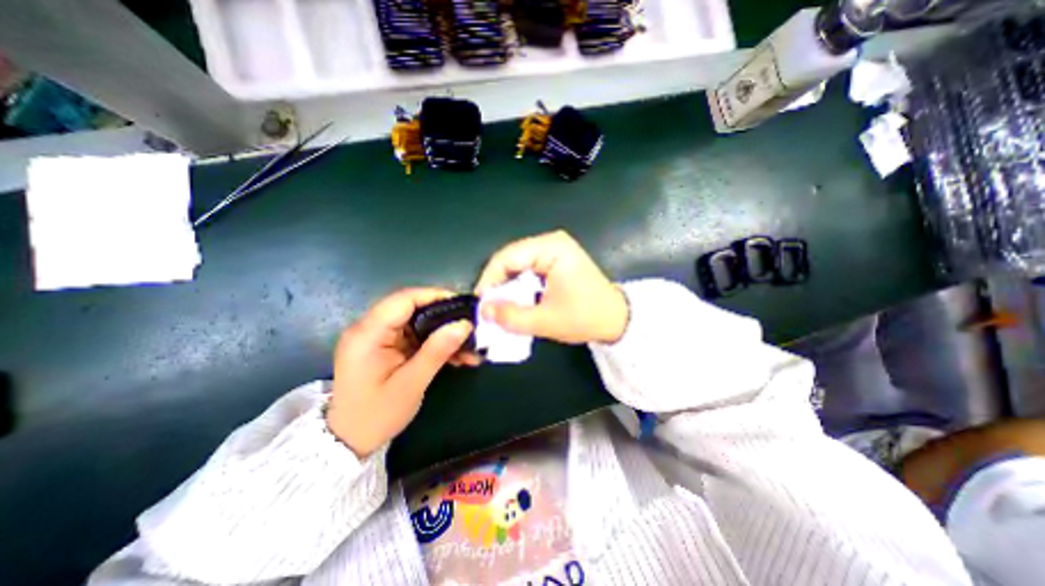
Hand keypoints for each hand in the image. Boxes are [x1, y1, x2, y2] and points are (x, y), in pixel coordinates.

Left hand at [326, 289, 474, 456]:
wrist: (349, 442)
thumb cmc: (376, 415)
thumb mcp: (410, 384)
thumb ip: (437, 351)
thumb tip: (464, 325)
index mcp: (367, 334)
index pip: (403, 299)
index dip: (434, 296)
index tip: (462, 305)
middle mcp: (369, 328)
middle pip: (412, 308)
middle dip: (444, 316)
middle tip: (470, 326)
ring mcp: (377, 338)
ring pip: (417, 323)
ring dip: (443, 332)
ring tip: (469, 346)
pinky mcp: (385, 347)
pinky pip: (415, 336)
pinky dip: (435, 343)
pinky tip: (456, 355)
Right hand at [476, 232, 628, 344]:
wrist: (616, 319)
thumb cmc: (586, 317)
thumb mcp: (546, 321)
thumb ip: (511, 316)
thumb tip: (483, 311)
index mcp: (551, 248)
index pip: (507, 257)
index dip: (489, 280)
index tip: (481, 303)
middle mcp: (551, 242)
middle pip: (511, 259)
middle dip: (498, 284)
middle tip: (489, 308)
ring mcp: (554, 249)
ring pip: (517, 265)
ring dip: (508, 286)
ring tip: (501, 307)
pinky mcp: (555, 259)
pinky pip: (527, 269)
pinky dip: (519, 286)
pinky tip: (517, 301)